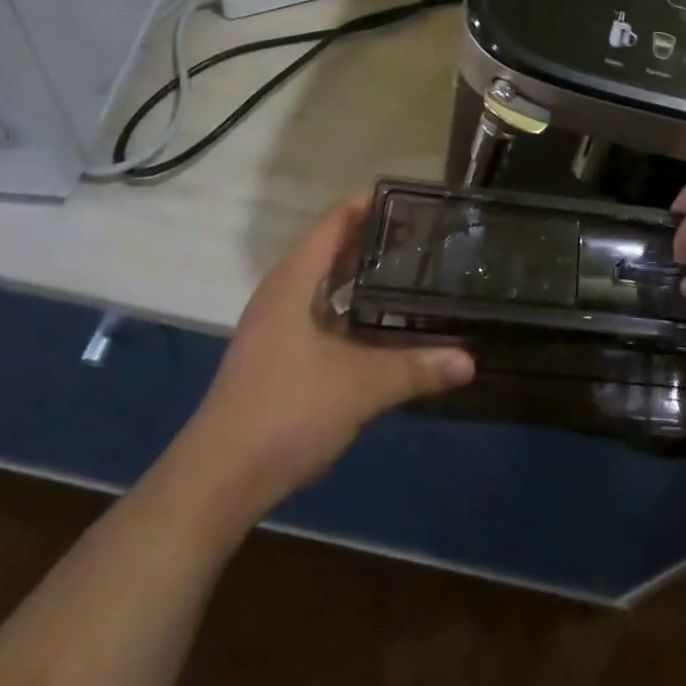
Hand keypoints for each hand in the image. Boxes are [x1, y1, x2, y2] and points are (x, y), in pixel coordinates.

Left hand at [163, 194, 473, 536]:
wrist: (215, 483)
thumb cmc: (286, 413)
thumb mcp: (361, 388)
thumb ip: (416, 368)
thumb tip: (470, 360)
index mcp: (295, 279)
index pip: (336, 219)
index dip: (373, 203)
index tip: (417, 202)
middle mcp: (282, 291)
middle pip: (331, 244)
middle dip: (375, 236)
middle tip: (425, 236)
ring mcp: (274, 323)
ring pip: (324, 279)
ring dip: (362, 270)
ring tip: (409, 270)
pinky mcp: (275, 352)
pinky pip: (319, 307)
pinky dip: (349, 302)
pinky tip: (379, 321)